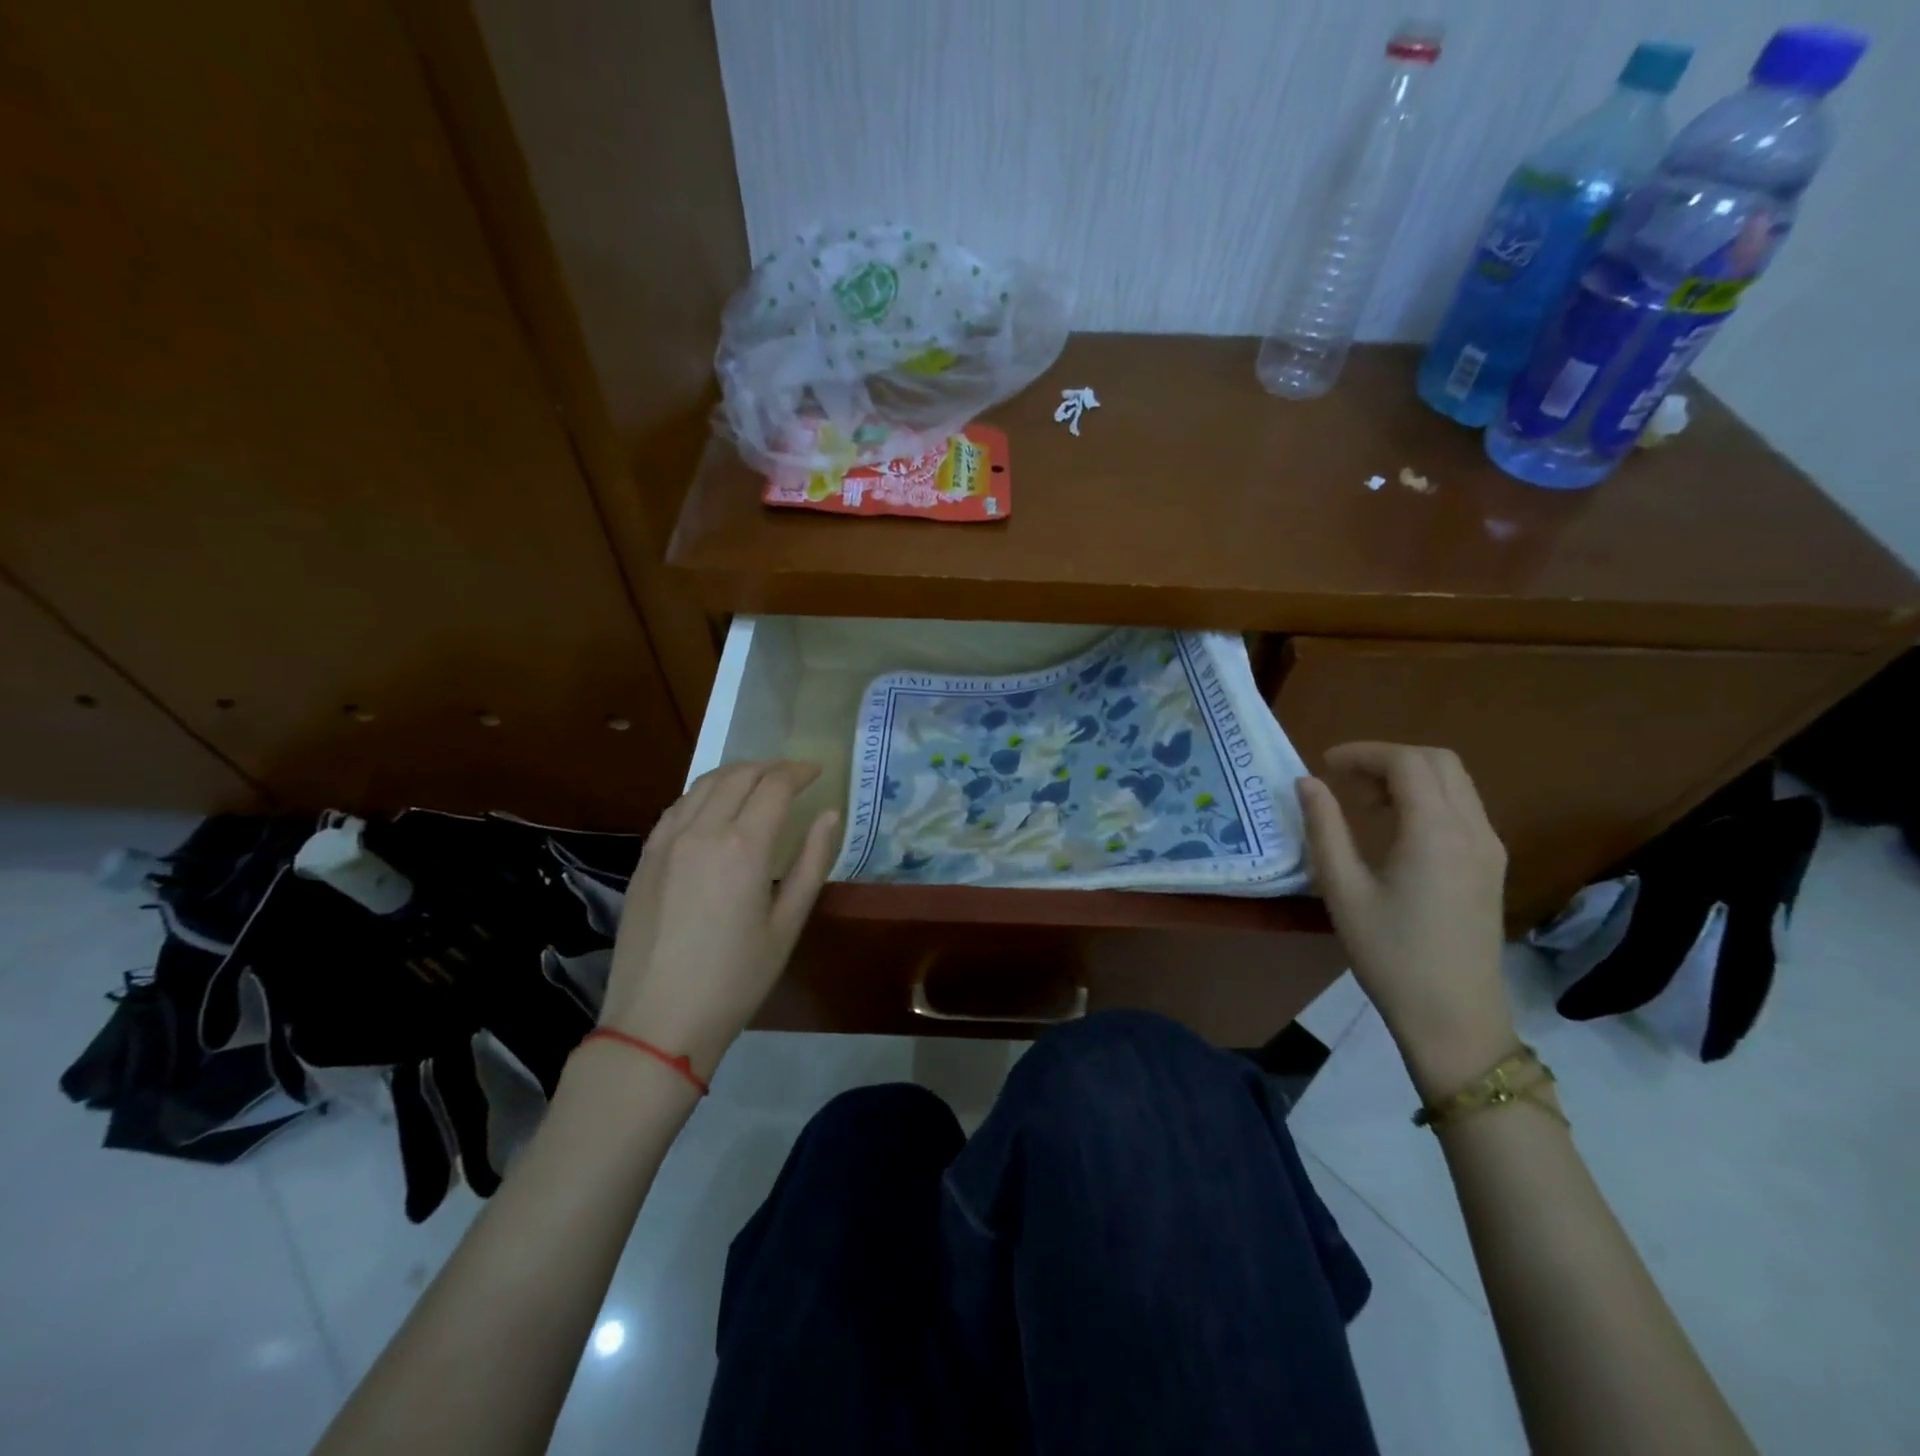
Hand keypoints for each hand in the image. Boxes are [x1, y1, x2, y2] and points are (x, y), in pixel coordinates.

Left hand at [601, 762, 840, 1078]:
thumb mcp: (787, 925)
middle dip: (770, 767)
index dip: (799, 772)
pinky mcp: (645, 858)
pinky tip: (715, 807)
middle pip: (738, 776)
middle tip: (793, 774)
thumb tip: (830, 814)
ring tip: (758, 782)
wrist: (657, 1021)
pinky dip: (703, 794)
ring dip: (736, 774)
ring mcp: (666, 842)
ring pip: (703, 784)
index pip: (775, 787)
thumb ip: (811, 862)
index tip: (818, 771)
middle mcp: (701, 831)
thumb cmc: (735, 979)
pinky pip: (677, 807)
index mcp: (742, 847)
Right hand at [1296, 743, 1515, 1099]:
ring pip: (1455, 782)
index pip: (1406, 763)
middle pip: (1438, 761)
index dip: (1363, 753)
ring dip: (1409, 776)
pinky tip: (1395, 828)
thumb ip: (1324, 829)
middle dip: (1388, 758)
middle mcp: (1472, 829)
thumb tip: (1307, 783)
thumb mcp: (1342, 890)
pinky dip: (1427, 798)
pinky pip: (1463, 808)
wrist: (1454, 1017)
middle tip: (1344, 778)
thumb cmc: (1390, 954)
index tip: (1324, 764)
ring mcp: (1489, 848)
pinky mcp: (1491, 866)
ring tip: (1364, 801)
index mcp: (1436, 832)